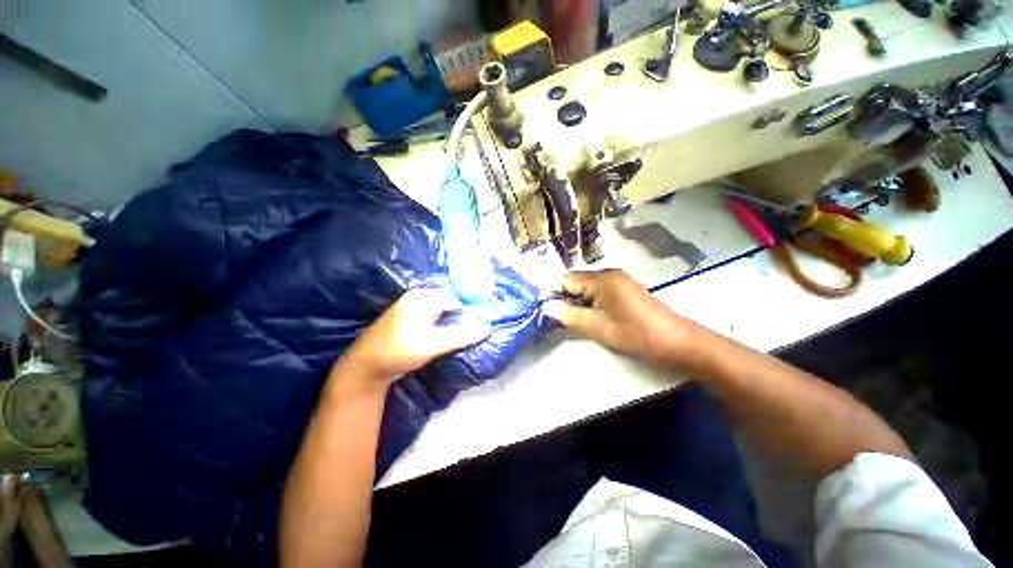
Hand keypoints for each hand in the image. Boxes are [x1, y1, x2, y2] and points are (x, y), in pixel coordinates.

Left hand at [336, 287, 491, 389]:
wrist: (363, 369)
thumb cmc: (398, 351)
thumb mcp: (433, 344)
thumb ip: (461, 335)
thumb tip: (487, 327)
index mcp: (422, 298)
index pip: (455, 299)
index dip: (468, 311)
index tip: (480, 325)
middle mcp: (416, 298)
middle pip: (447, 303)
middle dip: (461, 316)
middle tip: (473, 331)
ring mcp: (409, 308)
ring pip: (440, 311)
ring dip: (451, 322)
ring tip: (462, 335)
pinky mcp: (406, 320)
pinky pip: (431, 317)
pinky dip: (441, 325)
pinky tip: (445, 336)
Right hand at [542, 270, 701, 367]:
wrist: (677, 343)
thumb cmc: (637, 334)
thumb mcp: (599, 327)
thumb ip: (570, 315)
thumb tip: (546, 307)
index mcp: (603, 279)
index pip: (567, 280)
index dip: (553, 293)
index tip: (544, 309)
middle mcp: (609, 275)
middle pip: (577, 283)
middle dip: (565, 299)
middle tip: (557, 319)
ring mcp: (618, 282)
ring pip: (587, 290)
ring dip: (577, 304)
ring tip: (571, 321)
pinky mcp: (624, 292)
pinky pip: (599, 294)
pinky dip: (590, 305)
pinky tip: (589, 319)